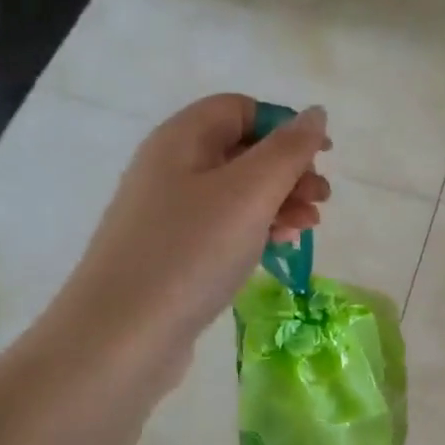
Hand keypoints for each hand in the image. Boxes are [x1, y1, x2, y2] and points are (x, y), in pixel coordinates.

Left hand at [42, 95, 331, 380]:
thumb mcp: (250, 193)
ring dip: (280, 203)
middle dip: (289, 171)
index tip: (322, 158)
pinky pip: (224, 226)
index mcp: (183, 139)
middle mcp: (171, 167)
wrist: (123, 335)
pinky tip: (278, 250)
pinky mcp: (174, 251)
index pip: (241, 109)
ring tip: (307, 229)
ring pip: (237, 192)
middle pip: (242, 150)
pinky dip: (256, 230)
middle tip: (321, 201)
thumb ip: (289, 150)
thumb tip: (316, 113)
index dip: (285, 126)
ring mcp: (169, 212)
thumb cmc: (191, 251)